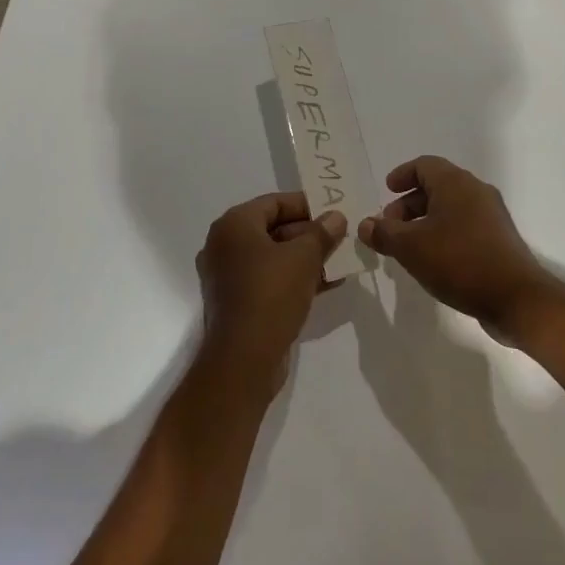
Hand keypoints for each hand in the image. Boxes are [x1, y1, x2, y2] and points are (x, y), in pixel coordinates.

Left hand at [195, 192, 346, 396]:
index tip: (333, 211)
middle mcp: (224, 246)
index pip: (274, 202)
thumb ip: (322, 233)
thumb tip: (336, 217)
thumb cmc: (271, 295)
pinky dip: (294, 278)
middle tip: (339, 237)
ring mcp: (228, 276)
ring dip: (305, 257)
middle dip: (309, 233)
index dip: (306, 204)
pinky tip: (326, 284)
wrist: (243, 361)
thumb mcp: (304, 257)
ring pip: (273, 256)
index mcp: (233, 226)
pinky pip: (269, 279)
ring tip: (339, 260)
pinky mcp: (237, 302)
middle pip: (273, 228)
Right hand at [358, 156, 554, 336]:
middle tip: (390, 227)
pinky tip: (432, 261)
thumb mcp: (412, 248)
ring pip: (450, 208)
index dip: (402, 175)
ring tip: (407, 248)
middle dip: (409, 204)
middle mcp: (476, 191)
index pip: (425, 165)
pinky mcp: (498, 239)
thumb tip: (365, 224)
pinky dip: (443, 234)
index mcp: (456, 183)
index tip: (386, 191)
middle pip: (437, 186)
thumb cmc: (459, 261)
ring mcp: (491, 216)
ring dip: (425, 222)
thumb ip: (384, 233)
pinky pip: (464, 226)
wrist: (516, 297)